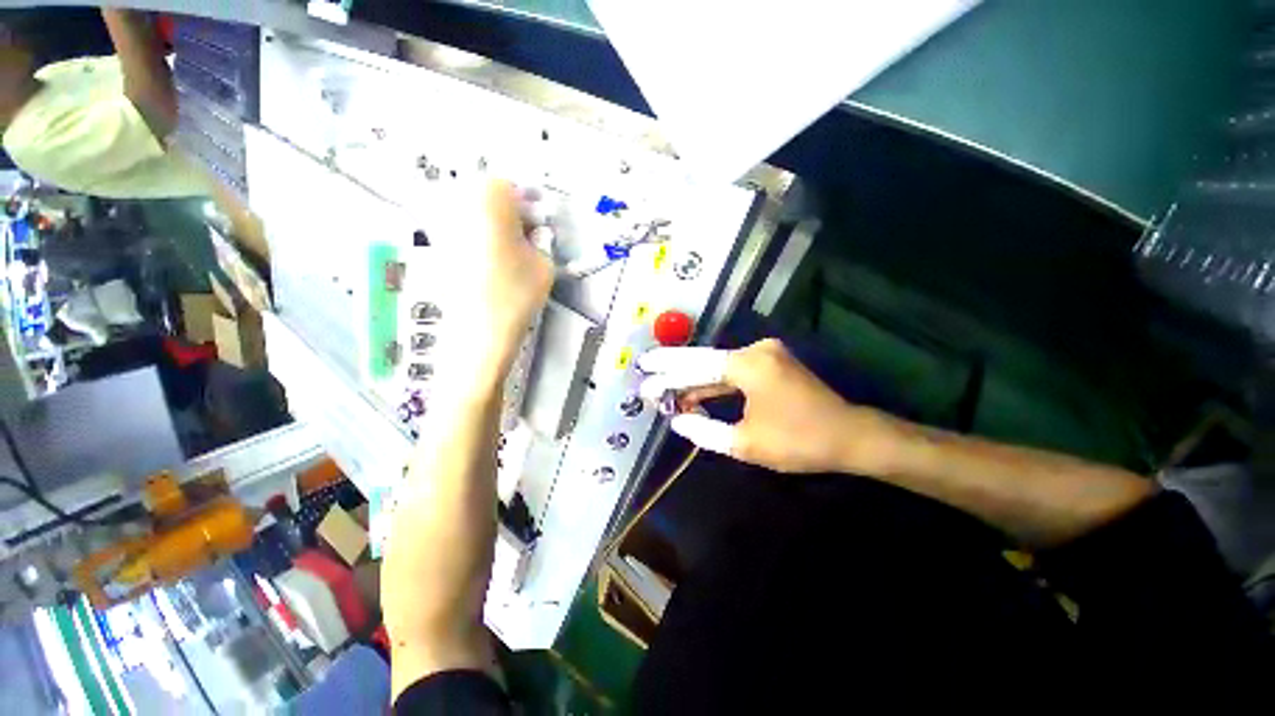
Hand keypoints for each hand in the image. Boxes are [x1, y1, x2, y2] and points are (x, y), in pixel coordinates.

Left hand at [423, 180, 553, 385]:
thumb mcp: (544, 264)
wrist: (481, 331)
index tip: (537, 225)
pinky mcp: (438, 251)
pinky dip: (477, 242)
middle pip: (485, 196)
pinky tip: (492, 266)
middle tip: (525, 238)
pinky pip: (461, 235)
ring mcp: (443, 228)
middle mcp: (459, 206)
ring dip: (492, 227)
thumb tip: (532, 235)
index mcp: (488, 200)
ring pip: (471, 215)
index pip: (507, 185)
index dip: (525, 203)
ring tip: (510, 254)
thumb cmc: (517, 292)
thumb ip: (540, 241)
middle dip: (507, 212)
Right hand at [639, 339, 900, 473]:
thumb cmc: (799, 440)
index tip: (644, 372)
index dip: (667, 370)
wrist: (850, 436)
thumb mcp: (746, 442)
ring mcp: (765, 355)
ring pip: (719, 368)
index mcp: (749, 364)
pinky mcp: (771, 364)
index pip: (697, 364)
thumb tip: (676, 420)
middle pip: (705, 362)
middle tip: (648, 381)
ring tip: (666, 393)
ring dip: (695, 383)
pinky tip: (694, 396)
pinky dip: (715, 386)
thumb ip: (705, 430)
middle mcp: (756, 350)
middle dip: (676, 375)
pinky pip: (734, 373)